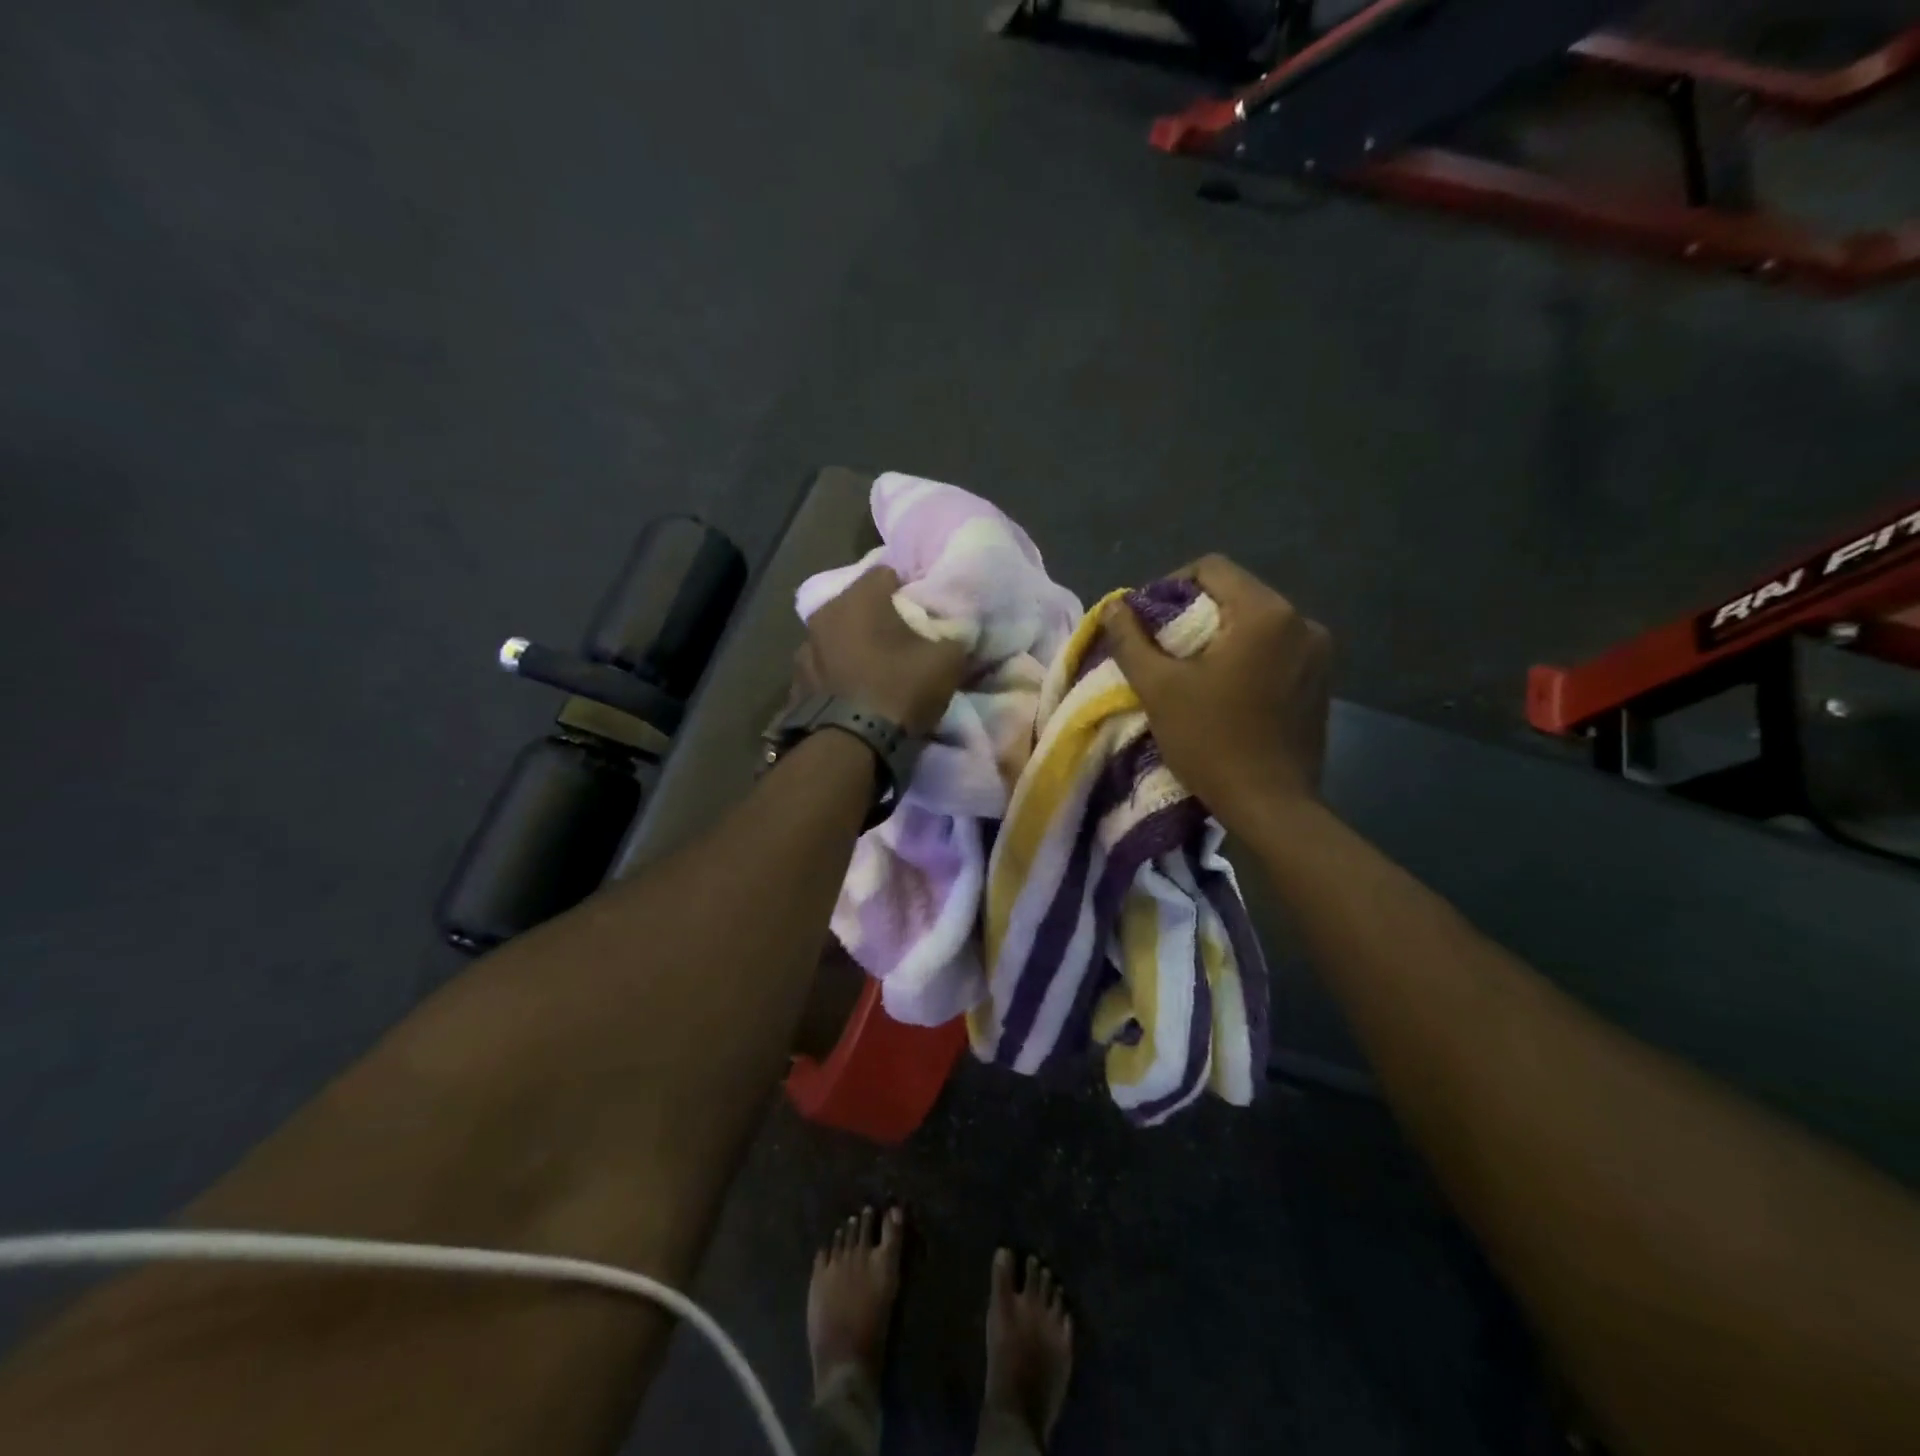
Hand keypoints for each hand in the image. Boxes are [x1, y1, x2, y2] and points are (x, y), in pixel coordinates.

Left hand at [801, 566, 967, 736]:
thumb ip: (954, 635)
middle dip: (878, 617)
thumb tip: (956, 631)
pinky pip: (825, 666)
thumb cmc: (899, 689)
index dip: (909, 590)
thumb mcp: (947, 661)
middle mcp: (824, 612)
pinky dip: (839, 672)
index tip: (923, 612)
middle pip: (859, 604)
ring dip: (854, 645)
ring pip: (837, 635)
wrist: (850, 745)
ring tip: (875, 668)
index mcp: (859, 597)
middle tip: (902, 640)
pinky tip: (854, 691)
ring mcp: (805, 647)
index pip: (888, 573)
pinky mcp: (796, 681)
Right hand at [1101, 555, 1330, 831]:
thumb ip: (1131, 640)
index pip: (1212, 568)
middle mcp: (1302, 622)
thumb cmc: (1211, 742)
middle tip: (1162, 647)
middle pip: (1236, 593)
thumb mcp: (1158, 688)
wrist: (1270, 805)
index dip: (1171, 585)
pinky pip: (1275, 649)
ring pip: (1256, 622)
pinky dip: (1246, 655)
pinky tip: (1226, 688)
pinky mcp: (1322, 680)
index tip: (1148, 621)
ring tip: (1191, 670)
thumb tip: (1114, 606)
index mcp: (1265, 614)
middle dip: (1194, 612)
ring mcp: (1319, 652)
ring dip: (1220, 635)